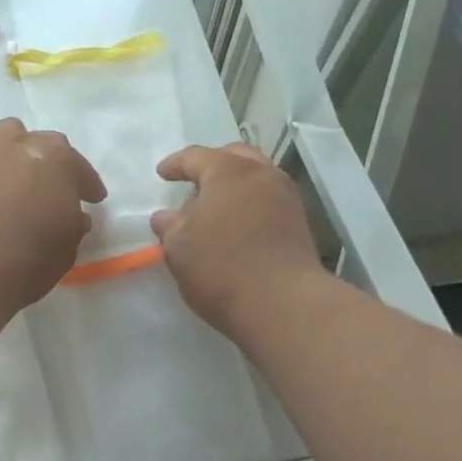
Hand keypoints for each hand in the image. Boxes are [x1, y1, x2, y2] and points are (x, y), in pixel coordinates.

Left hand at [0, 118, 106, 310]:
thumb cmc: (30, 260)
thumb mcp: (67, 248)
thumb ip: (73, 225)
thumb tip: (74, 217)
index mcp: (59, 161)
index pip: (80, 168)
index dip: (87, 184)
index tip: (92, 199)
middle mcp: (22, 145)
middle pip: (43, 143)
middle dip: (50, 163)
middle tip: (51, 189)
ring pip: (4, 132)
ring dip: (12, 148)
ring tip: (12, 172)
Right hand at [150, 144, 324, 336]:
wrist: (283, 304)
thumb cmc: (221, 266)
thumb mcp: (179, 247)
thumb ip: (170, 226)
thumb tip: (166, 217)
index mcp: (228, 171)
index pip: (196, 157)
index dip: (176, 164)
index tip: (162, 174)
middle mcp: (261, 175)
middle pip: (235, 156)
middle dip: (213, 164)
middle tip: (195, 180)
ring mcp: (285, 198)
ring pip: (257, 177)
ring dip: (235, 184)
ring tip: (217, 204)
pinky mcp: (299, 224)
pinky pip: (269, 199)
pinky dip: (251, 203)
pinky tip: (237, 224)